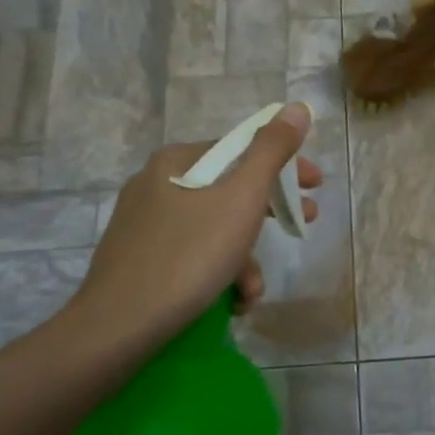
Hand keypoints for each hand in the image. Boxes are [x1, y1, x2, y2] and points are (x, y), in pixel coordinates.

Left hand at [62, 103, 321, 353]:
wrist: (119, 326)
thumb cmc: (189, 255)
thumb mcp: (241, 199)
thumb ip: (271, 151)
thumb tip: (296, 108)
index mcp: (176, 161)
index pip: (242, 149)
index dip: (284, 166)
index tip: (315, 187)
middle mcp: (155, 184)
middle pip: (228, 190)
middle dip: (268, 215)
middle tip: (302, 226)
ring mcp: (143, 224)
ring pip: (212, 228)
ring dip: (243, 258)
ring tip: (251, 292)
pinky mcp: (137, 259)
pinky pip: (191, 254)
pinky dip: (216, 273)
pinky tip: (229, 302)